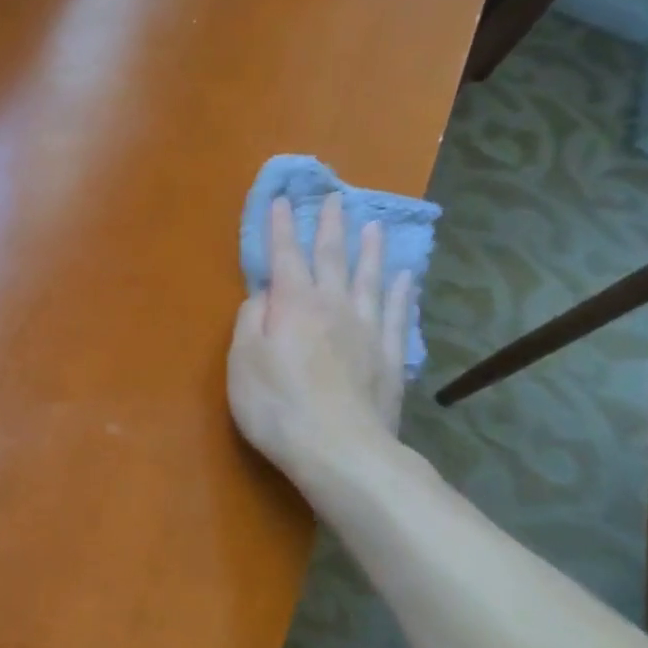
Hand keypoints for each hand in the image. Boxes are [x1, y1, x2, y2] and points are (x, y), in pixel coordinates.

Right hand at [228, 196, 411, 487]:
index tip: (281, 200)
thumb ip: (251, 321)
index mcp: (293, 305)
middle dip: (329, 226)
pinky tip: (404, 278)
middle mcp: (333, 306)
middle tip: (334, 198)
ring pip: (369, 278)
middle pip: (332, 257)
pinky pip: (397, 314)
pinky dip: (400, 292)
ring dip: (370, 250)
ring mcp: (367, 329)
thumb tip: (263, 295)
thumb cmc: (277, 405)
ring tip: (374, 226)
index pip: (285, 256)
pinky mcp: (389, 356)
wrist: (339, 449)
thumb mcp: (242, 361)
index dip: (281, 228)